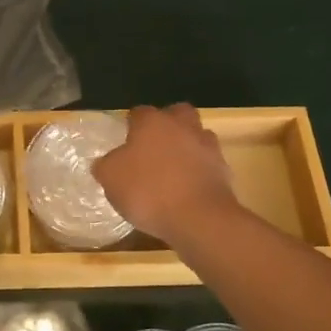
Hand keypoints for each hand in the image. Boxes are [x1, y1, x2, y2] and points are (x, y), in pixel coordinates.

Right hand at [93, 104, 241, 247]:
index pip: (139, 112)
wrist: (199, 218)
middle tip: (153, 147)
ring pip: (196, 137)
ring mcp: (207, 147)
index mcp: (152, 122)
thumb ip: (106, 165)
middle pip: (176, 114)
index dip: (131, 125)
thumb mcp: (111, 178)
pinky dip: (198, 171)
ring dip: (186, 147)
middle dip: (167, 125)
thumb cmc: (148, 190)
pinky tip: (187, 189)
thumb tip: (107, 162)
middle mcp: (182, 126)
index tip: (124, 141)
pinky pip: (207, 164)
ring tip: (172, 170)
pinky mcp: (223, 170)